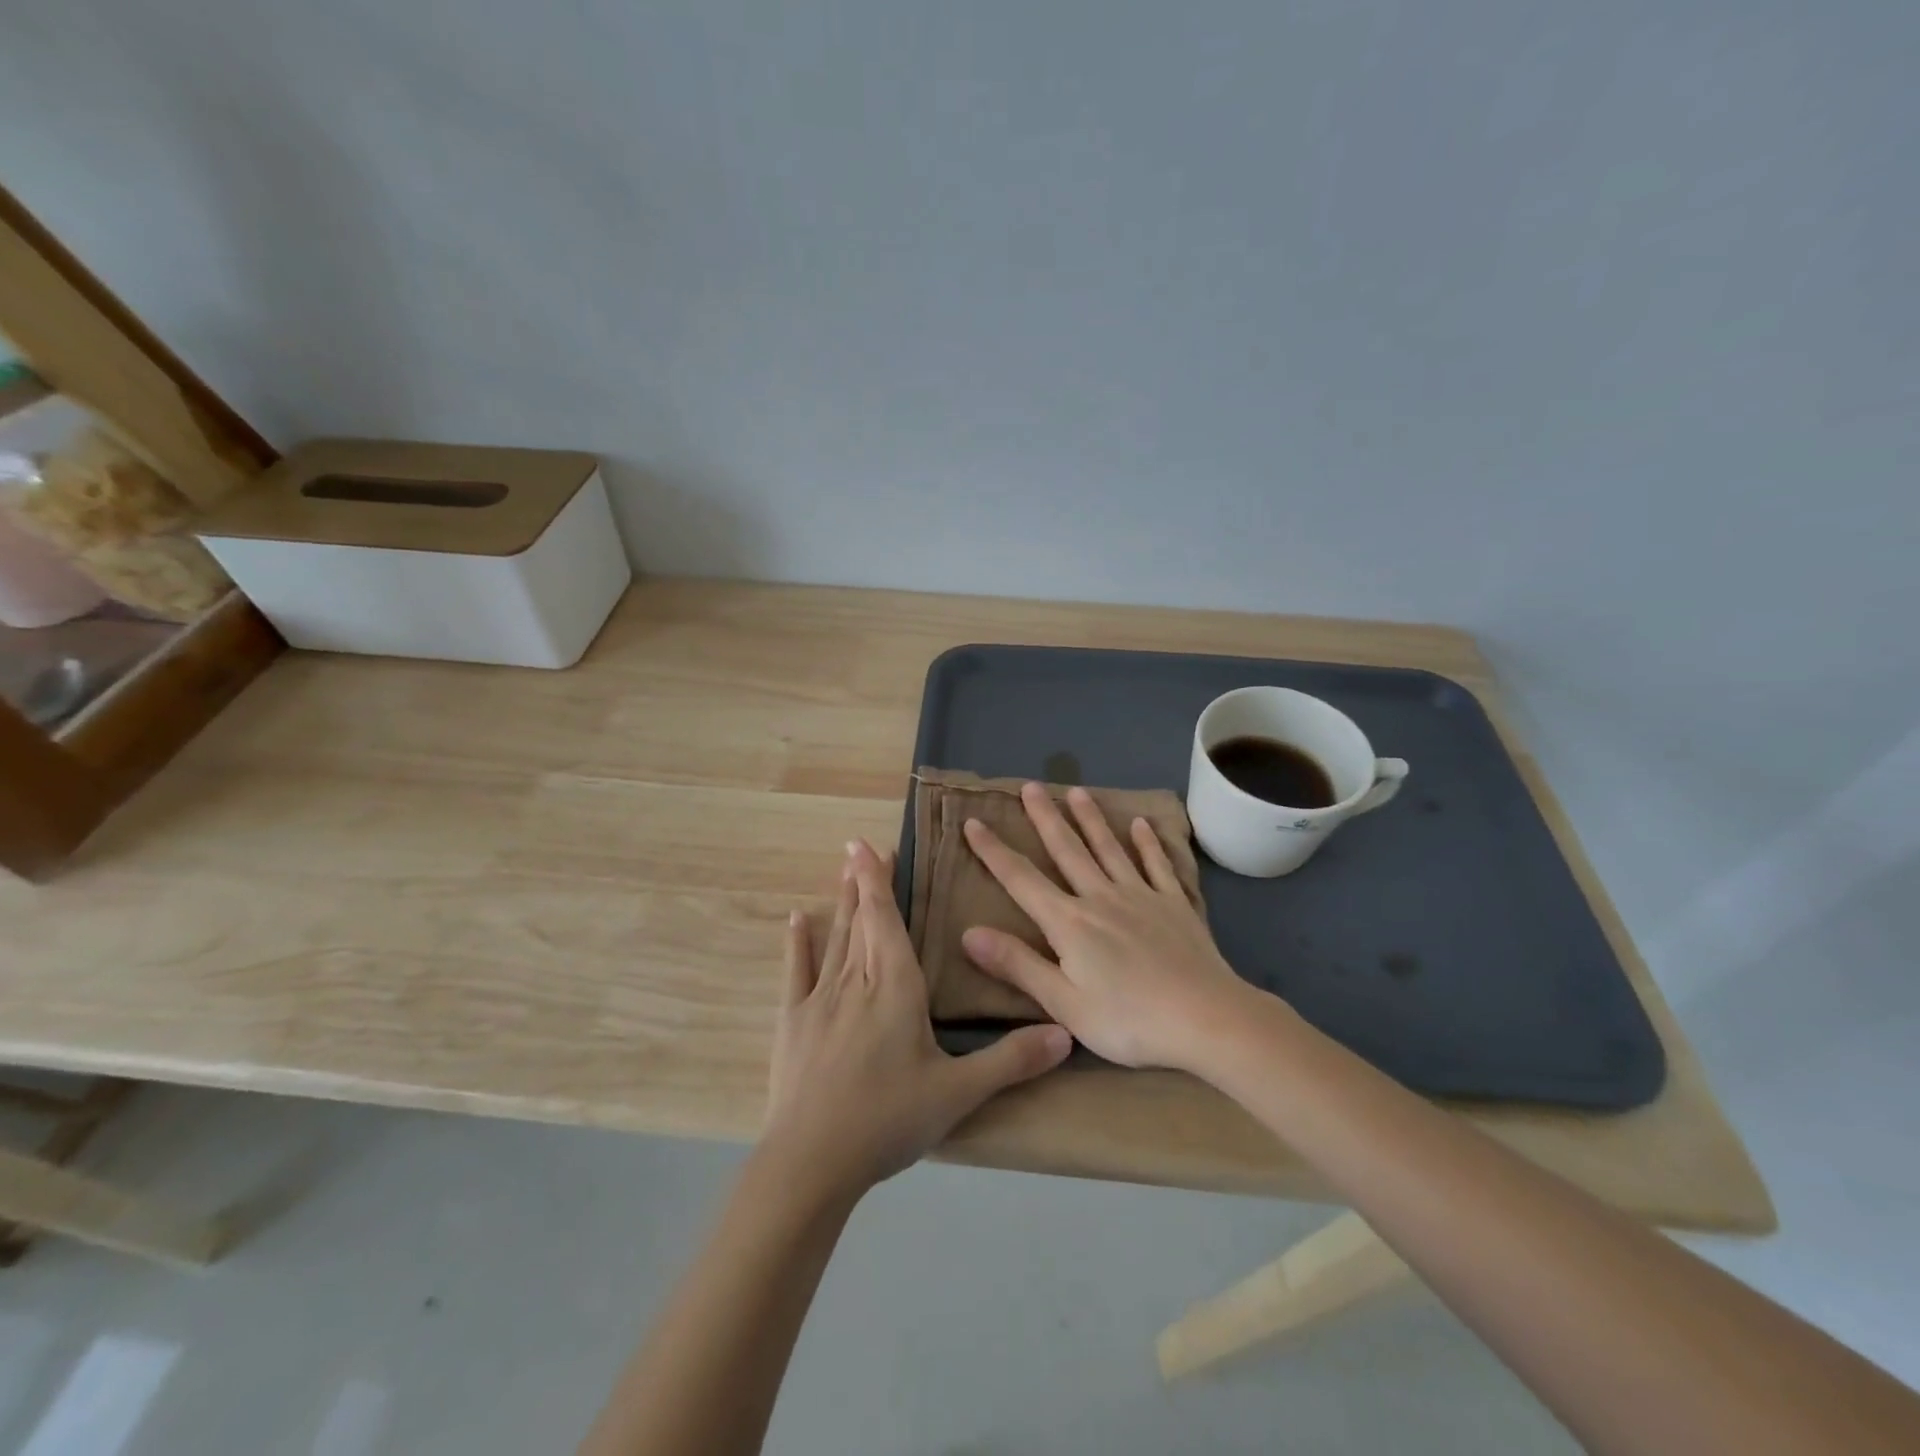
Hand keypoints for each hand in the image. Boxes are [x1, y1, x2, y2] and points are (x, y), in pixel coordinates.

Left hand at [763, 838, 1071, 1199]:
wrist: (812, 1160)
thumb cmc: (888, 1119)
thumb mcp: (958, 1093)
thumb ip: (1011, 1060)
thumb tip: (1065, 1033)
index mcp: (896, 987)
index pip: (887, 920)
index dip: (879, 881)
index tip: (868, 846)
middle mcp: (856, 981)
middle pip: (862, 922)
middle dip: (863, 883)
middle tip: (859, 848)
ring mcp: (819, 1000)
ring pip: (835, 939)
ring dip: (840, 904)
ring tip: (841, 871)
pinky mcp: (792, 1022)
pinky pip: (795, 972)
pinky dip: (797, 944)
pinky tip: (796, 920)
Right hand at [960, 783, 1258, 1069]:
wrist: (1206, 1018)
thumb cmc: (1128, 1020)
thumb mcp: (1063, 1003)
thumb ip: (1017, 965)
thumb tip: (968, 933)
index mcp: (1069, 922)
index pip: (1021, 879)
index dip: (994, 851)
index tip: (974, 822)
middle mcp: (1100, 898)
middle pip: (1067, 850)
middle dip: (1045, 818)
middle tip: (1031, 786)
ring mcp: (1141, 896)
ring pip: (1109, 849)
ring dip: (1091, 819)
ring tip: (1077, 791)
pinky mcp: (1174, 905)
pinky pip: (1157, 866)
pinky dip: (1148, 844)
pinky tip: (1142, 824)